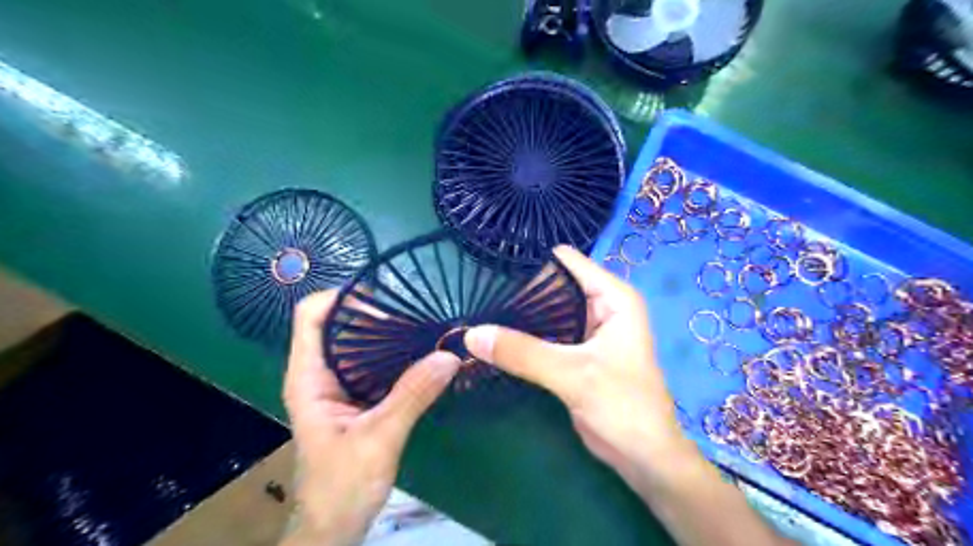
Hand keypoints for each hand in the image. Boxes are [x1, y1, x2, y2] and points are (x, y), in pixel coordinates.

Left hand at [282, 293, 462, 543]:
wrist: (334, 525)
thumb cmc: (342, 485)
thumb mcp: (379, 438)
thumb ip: (412, 395)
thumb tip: (449, 354)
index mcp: (309, 377)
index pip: (311, 316)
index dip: (341, 296)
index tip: (383, 295)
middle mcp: (320, 373)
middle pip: (338, 323)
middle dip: (373, 310)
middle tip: (414, 307)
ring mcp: (338, 385)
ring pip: (358, 342)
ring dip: (387, 331)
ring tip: (422, 322)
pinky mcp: (357, 397)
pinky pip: (374, 362)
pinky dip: (394, 351)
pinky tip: (419, 350)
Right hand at [464, 246, 690, 483]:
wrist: (643, 456)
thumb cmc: (623, 407)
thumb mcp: (572, 374)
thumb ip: (522, 352)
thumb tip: (471, 334)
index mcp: (613, 297)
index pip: (566, 261)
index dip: (533, 264)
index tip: (494, 271)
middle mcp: (602, 306)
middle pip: (553, 285)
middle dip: (520, 292)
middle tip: (480, 299)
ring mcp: (587, 329)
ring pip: (547, 311)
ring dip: (519, 316)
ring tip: (481, 315)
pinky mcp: (575, 351)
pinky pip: (545, 333)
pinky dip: (525, 336)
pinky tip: (497, 338)